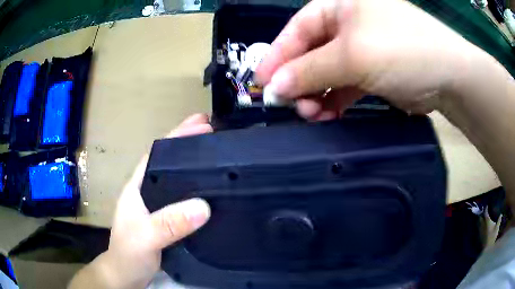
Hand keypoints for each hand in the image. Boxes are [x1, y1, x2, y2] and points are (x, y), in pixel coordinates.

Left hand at [69, 114, 212, 288]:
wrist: (126, 275)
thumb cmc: (128, 254)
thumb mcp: (145, 237)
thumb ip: (169, 223)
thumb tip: (203, 206)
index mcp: (138, 186)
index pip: (158, 154)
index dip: (178, 136)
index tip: (202, 124)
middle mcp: (148, 192)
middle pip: (170, 163)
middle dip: (190, 145)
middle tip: (215, 134)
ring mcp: (157, 207)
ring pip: (178, 181)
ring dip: (195, 167)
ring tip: (217, 157)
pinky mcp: (167, 221)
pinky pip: (184, 200)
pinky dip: (197, 191)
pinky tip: (211, 193)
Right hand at [255, 0, 485, 118]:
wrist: (451, 77)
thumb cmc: (403, 51)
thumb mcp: (353, 55)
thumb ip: (310, 70)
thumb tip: (275, 87)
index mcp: (340, 6)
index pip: (298, 29)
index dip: (278, 56)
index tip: (263, 83)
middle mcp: (348, 23)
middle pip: (311, 51)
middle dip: (299, 79)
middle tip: (292, 106)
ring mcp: (362, 48)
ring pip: (327, 71)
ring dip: (317, 94)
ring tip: (312, 115)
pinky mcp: (374, 71)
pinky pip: (345, 85)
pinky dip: (335, 100)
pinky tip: (329, 115)